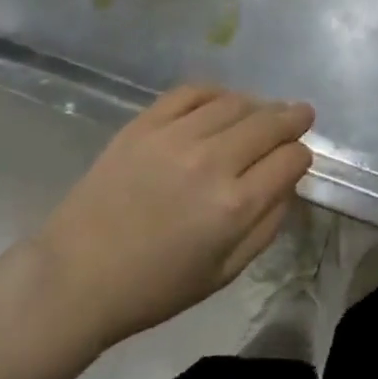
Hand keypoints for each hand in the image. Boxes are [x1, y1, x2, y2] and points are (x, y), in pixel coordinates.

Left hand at [29, 86, 313, 349]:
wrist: (76, 276)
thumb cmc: (154, 286)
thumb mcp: (224, 273)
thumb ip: (266, 225)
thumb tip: (287, 183)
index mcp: (235, 206)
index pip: (290, 159)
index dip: (301, 156)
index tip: (298, 157)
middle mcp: (212, 161)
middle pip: (269, 123)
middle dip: (292, 118)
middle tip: (301, 114)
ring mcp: (176, 136)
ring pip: (235, 102)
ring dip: (257, 105)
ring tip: (261, 111)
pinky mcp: (146, 123)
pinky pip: (192, 92)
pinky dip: (216, 92)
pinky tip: (222, 102)